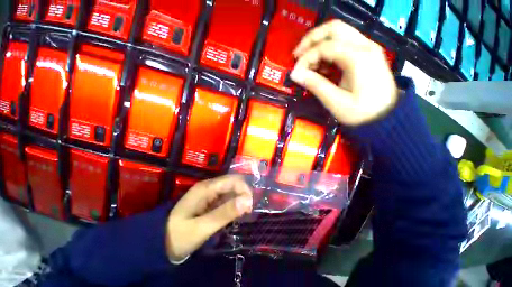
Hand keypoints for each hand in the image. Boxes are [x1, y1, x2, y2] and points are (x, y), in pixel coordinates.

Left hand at [165, 175, 252, 261]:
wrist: (159, 242)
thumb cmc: (179, 235)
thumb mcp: (202, 227)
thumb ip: (225, 213)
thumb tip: (247, 201)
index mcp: (206, 188)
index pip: (232, 180)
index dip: (244, 189)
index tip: (249, 206)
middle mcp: (209, 186)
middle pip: (232, 182)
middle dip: (243, 193)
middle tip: (247, 210)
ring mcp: (209, 193)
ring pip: (230, 189)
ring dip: (239, 198)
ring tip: (244, 213)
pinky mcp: (209, 200)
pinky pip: (226, 197)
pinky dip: (234, 203)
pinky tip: (236, 212)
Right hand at [291, 20, 397, 125]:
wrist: (387, 118)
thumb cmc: (361, 113)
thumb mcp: (335, 102)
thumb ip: (315, 85)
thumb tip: (296, 74)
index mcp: (358, 57)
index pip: (325, 47)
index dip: (305, 59)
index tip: (295, 73)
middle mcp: (365, 46)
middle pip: (333, 28)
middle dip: (311, 40)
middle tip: (297, 55)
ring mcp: (367, 49)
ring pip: (338, 34)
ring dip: (319, 45)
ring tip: (307, 64)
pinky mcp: (366, 55)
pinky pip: (343, 45)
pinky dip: (328, 52)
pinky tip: (321, 67)